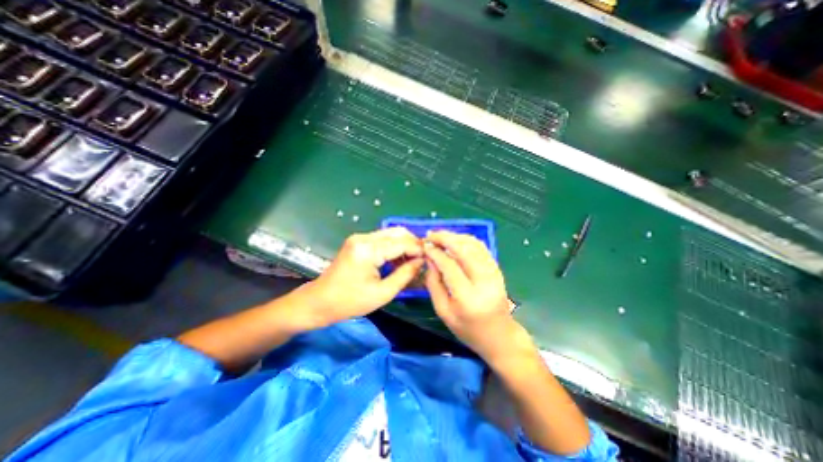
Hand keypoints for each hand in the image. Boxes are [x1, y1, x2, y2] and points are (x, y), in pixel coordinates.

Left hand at [298, 228, 423, 327]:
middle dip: (413, 243)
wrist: (319, 301)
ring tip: (412, 262)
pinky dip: (393, 247)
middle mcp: (364, 238)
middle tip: (422, 259)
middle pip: (397, 232)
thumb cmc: (350, 302)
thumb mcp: (382, 293)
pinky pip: (382, 239)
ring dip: (404, 245)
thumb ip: (405, 275)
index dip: (418, 249)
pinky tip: (398, 260)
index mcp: (368, 250)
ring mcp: (359, 238)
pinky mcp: (358, 242)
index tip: (430, 258)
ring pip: (390, 234)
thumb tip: (421, 261)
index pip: (402, 243)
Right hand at [425, 230, 527, 360]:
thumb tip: (429, 259)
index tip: (425, 246)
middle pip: (464, 250)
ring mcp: (494, 273)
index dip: (436, 253)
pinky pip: (482, 248)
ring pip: (474, 245)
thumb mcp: (443, 311)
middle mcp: (484, 281)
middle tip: (431, 235)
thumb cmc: (467, 328)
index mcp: (468, 297)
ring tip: (441, 236)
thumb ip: (433, 284)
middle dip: (445, 238)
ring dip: (456, 236)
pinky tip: (456, 240)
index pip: (450, 266)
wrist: (499, 335)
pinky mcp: (497, 269)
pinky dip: (467, 240)